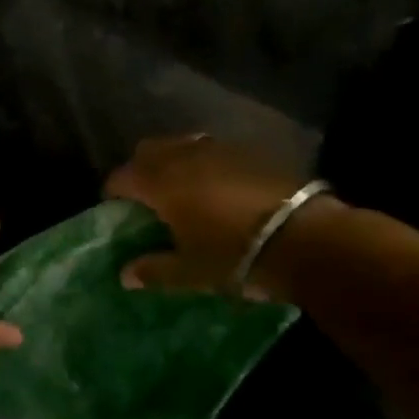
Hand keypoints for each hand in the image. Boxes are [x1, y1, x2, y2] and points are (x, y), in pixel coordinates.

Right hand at [105, 134, 319, 300]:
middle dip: (140, 168)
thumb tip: (126, 275)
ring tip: (182, 187)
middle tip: (146, 196)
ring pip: (182, 144)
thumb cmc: (234, 256)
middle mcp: (183, 156)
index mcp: (160, 182)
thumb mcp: (190, 272)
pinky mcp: (249, 151)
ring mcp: (218, 149)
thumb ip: (154, 270)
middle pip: (148, 150)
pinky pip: (214, 149)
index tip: (115, 209)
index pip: (121, 177)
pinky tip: (217, 185)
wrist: (304, 237)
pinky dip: (205, 162)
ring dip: (174, 160)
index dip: (113, 193)